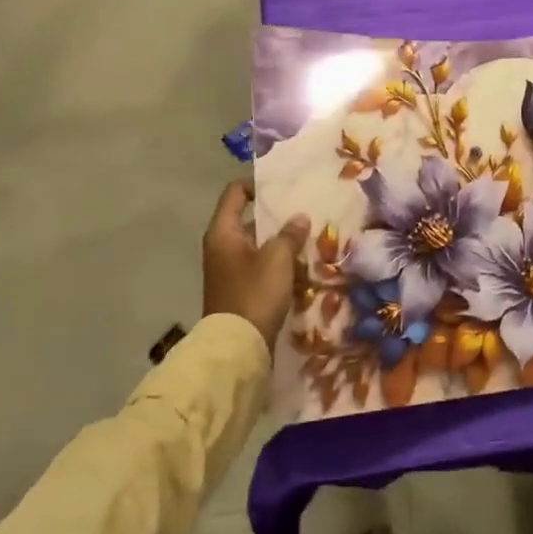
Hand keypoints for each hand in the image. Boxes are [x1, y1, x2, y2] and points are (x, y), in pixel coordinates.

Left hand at [202, 181, 309, 344]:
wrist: (237, 347)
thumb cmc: (254, 293)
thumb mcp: (277, 259)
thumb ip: (289, 234)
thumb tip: (299, 218)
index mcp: (223, 233)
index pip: (235, 194)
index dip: (257, 186)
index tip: (283, 189)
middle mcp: (222, 247)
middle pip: (250, 220)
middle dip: (278, 218)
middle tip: (306, 214)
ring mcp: (230, 270)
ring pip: (259, 246)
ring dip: (282, 243)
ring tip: (310, 240)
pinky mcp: (240, 289)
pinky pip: (261, 267)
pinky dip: (279, 265)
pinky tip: (302, 268)